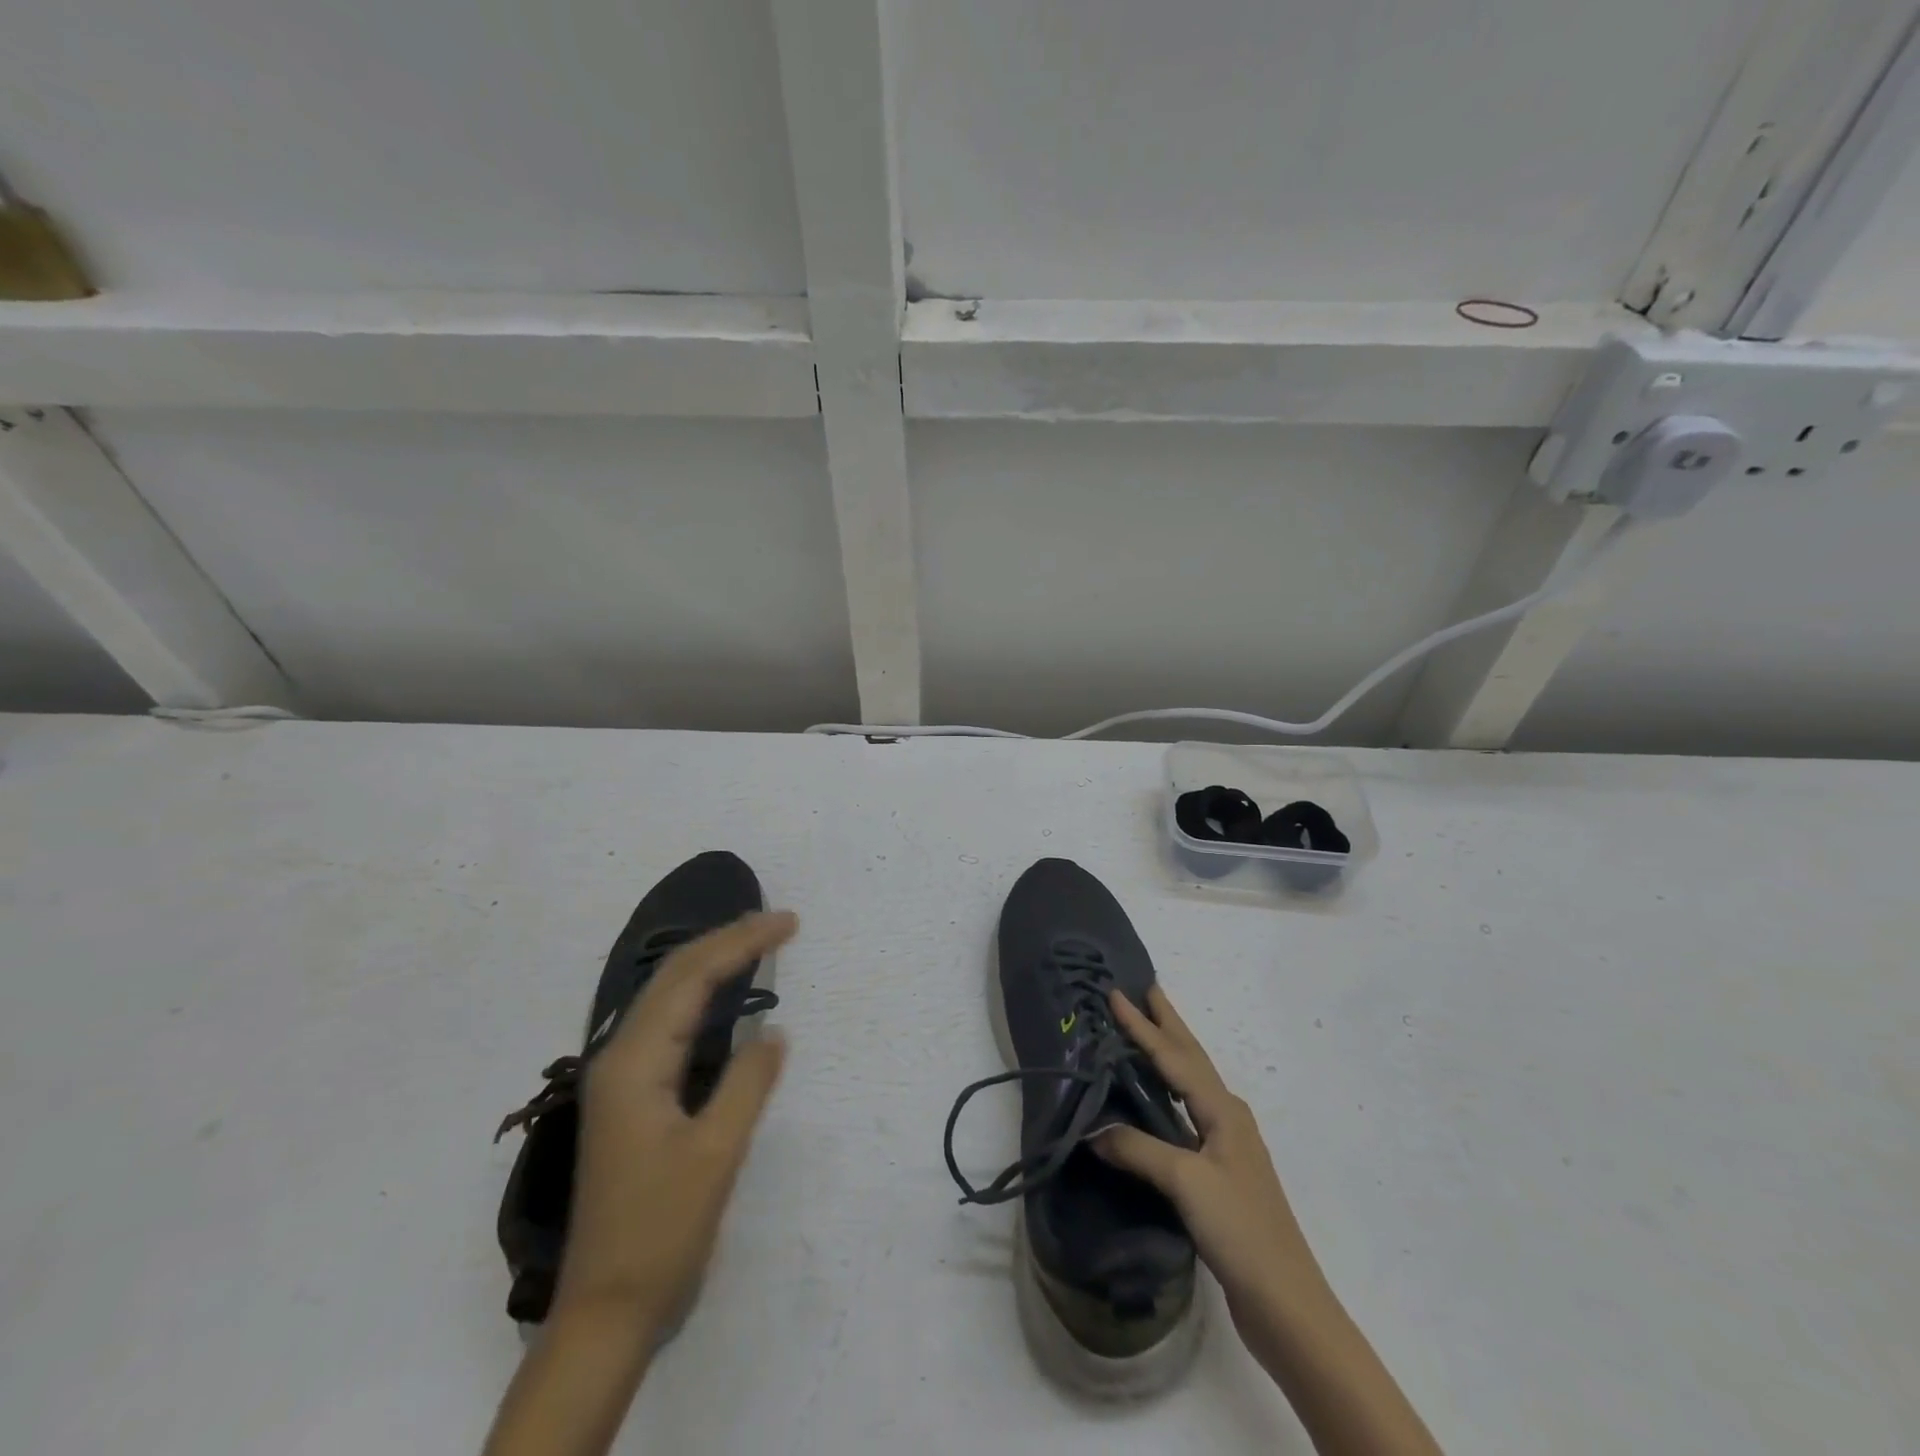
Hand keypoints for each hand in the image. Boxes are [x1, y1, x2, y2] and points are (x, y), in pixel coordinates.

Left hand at [554, 911, 795, 1334]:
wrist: (607, 1312)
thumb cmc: (661, 1232)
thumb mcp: (716, 1155)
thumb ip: (748, 1082)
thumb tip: (774, 1030)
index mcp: (635, 1062)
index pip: (692, 979)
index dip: (741, 942)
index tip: (788, 923)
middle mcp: (621, 1057)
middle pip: (674, 976)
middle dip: (726, 940)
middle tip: (779, 922)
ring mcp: (623, 1078)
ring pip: (669, 997)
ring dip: (713, 962)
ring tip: (757, 941)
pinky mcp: (633, 1098)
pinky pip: (671, 1025)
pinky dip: (703, 996)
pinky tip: (723, 995)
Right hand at [1095, 986, 1318, 1334]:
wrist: (1285, 1301)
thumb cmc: (1239, 1229)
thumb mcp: (1186, 1182)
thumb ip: (1138, 1149)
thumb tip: (1092, 1130)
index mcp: (1222, 1110)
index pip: (1174, 1056)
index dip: (1143, 1025)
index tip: (1117, 993)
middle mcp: (1227, 1117)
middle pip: (1191, 1058)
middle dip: (1167, 1024)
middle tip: (1146, 989)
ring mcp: (1226, 1145)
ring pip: (1190, 1084)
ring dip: (1168, 1053)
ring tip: (1146, 1031)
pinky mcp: (1219, 1172)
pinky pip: (1185, 1114)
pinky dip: (1166, 1093)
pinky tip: (1154, 1101)